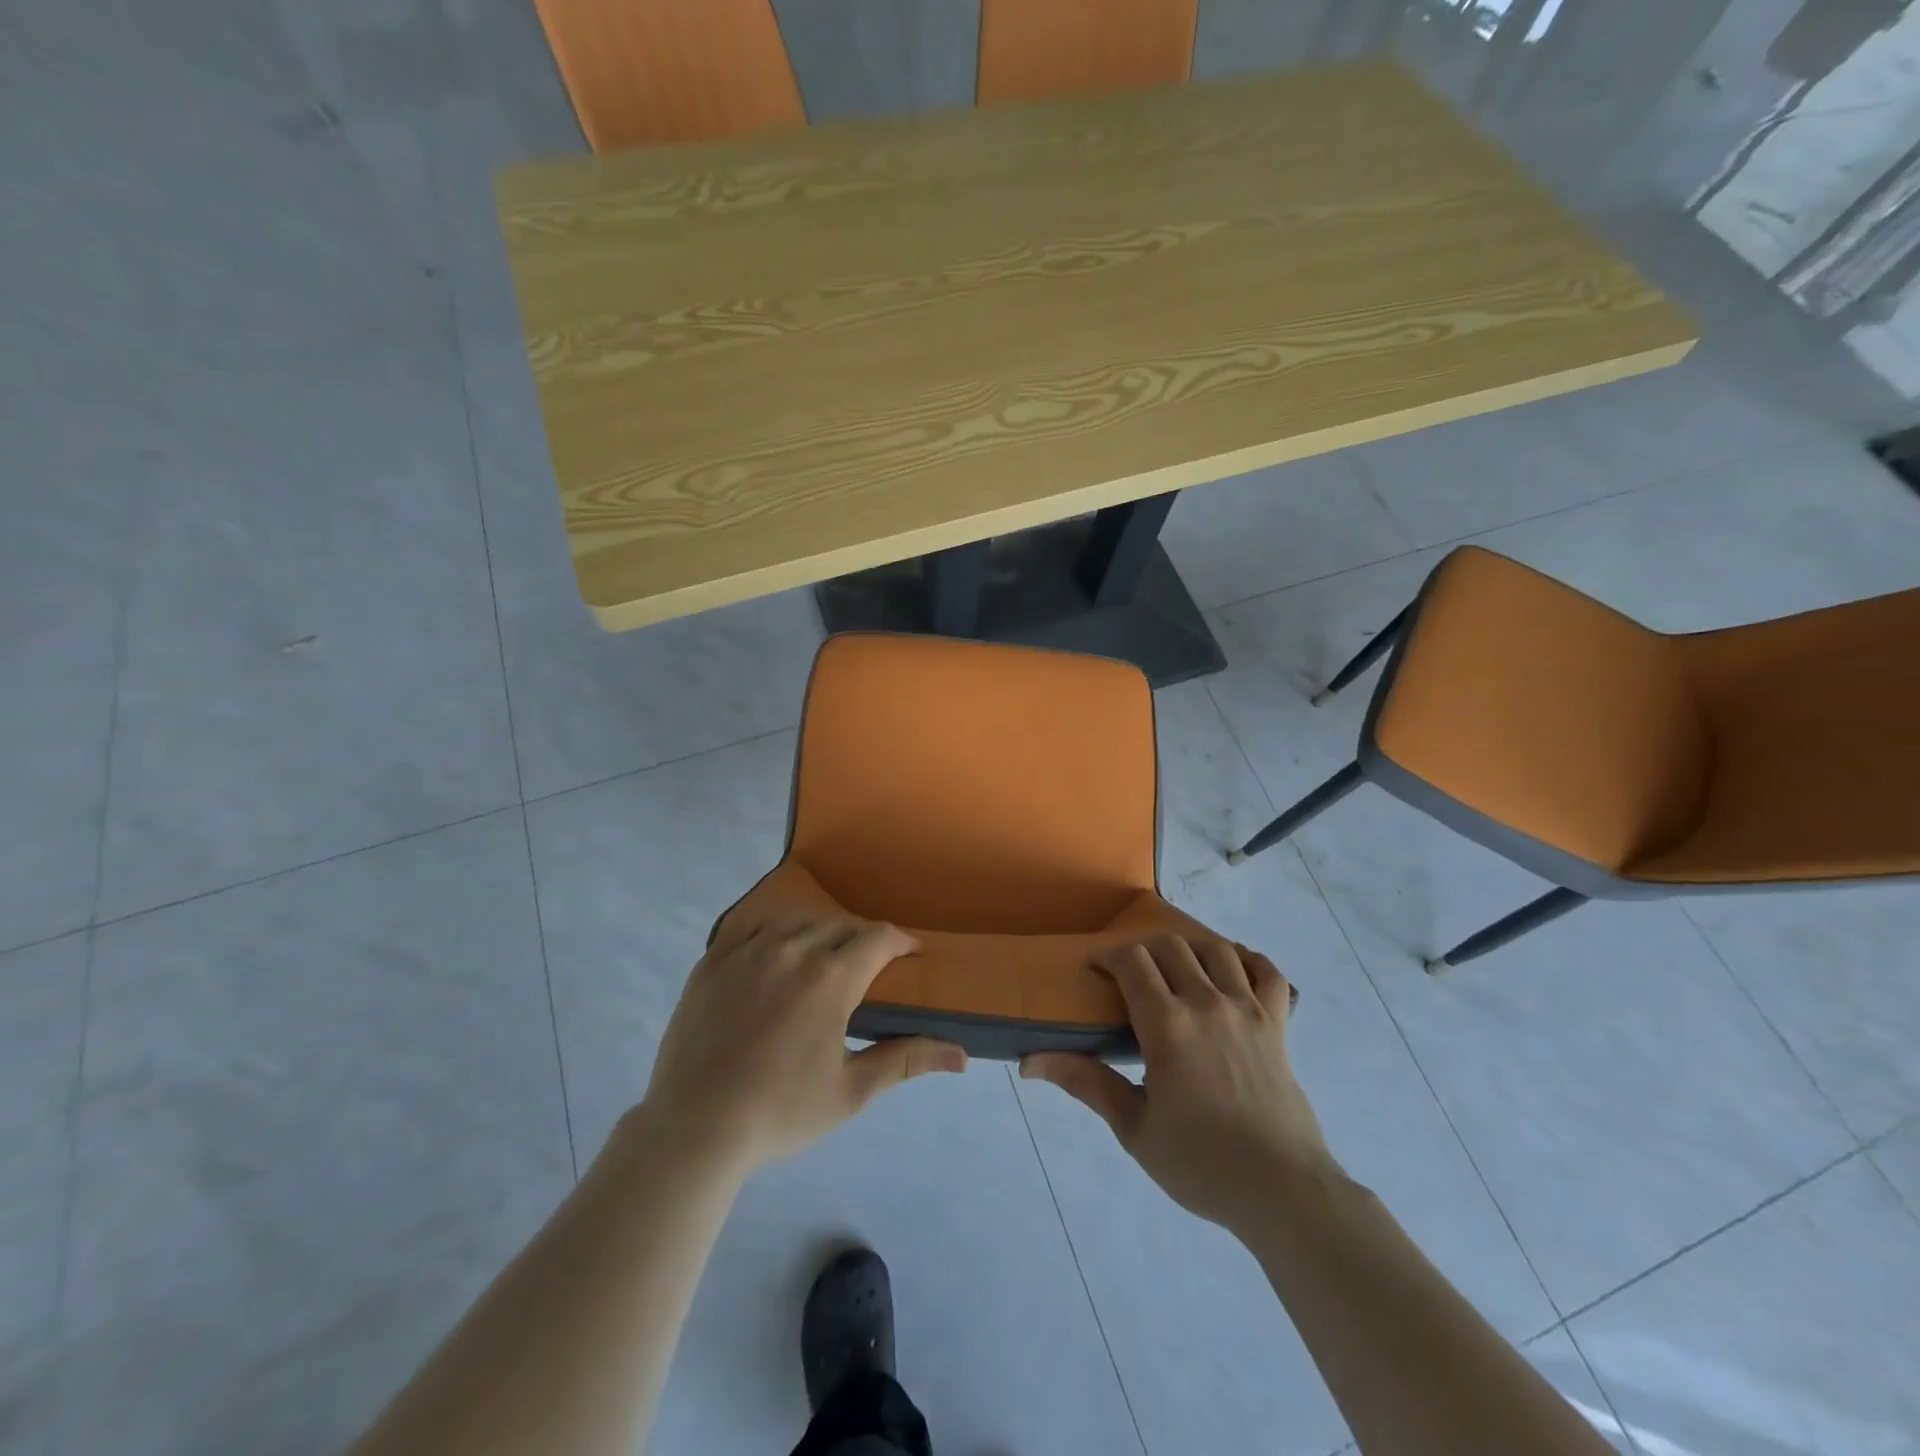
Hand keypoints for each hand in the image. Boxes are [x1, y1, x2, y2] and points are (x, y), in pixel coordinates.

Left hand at [640, 916, 966, 1171]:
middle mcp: (794, 948)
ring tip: (822, 958)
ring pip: (798, 921)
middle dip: (862, 940)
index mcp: (832, 977)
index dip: (901, 941)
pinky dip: (773, 932)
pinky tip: (775, 952)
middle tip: (868, 968)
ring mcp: (749, 950)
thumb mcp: (853, 1091)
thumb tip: (961, 1055)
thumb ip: (907, 1060)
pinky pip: (752, 926)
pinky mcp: (714, 959)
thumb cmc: (782, 1112)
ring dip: (819, 932)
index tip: (912, 954)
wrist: (695, 1127)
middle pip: (841, 925)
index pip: (879, 938)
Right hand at [1022, 938, 1333, 1232]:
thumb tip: (1029, 1062)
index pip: (1132, 961)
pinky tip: (1234, 967)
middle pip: (1171, 947)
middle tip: (1130, 975)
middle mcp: (1206, 1003)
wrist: (1283, 1191)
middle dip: (1144, 950)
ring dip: (1190, 949)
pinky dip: (1249, 960)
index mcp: (1167, 1024)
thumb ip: (1086, 1083)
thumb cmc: (1201, 1163)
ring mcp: (1247, 1010)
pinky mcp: (1278, 1025)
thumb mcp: (1134, 1128)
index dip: (1109, 955)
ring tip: (1176, 968)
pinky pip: (1268, 973)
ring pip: (1216, 950)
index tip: (1095, 967)